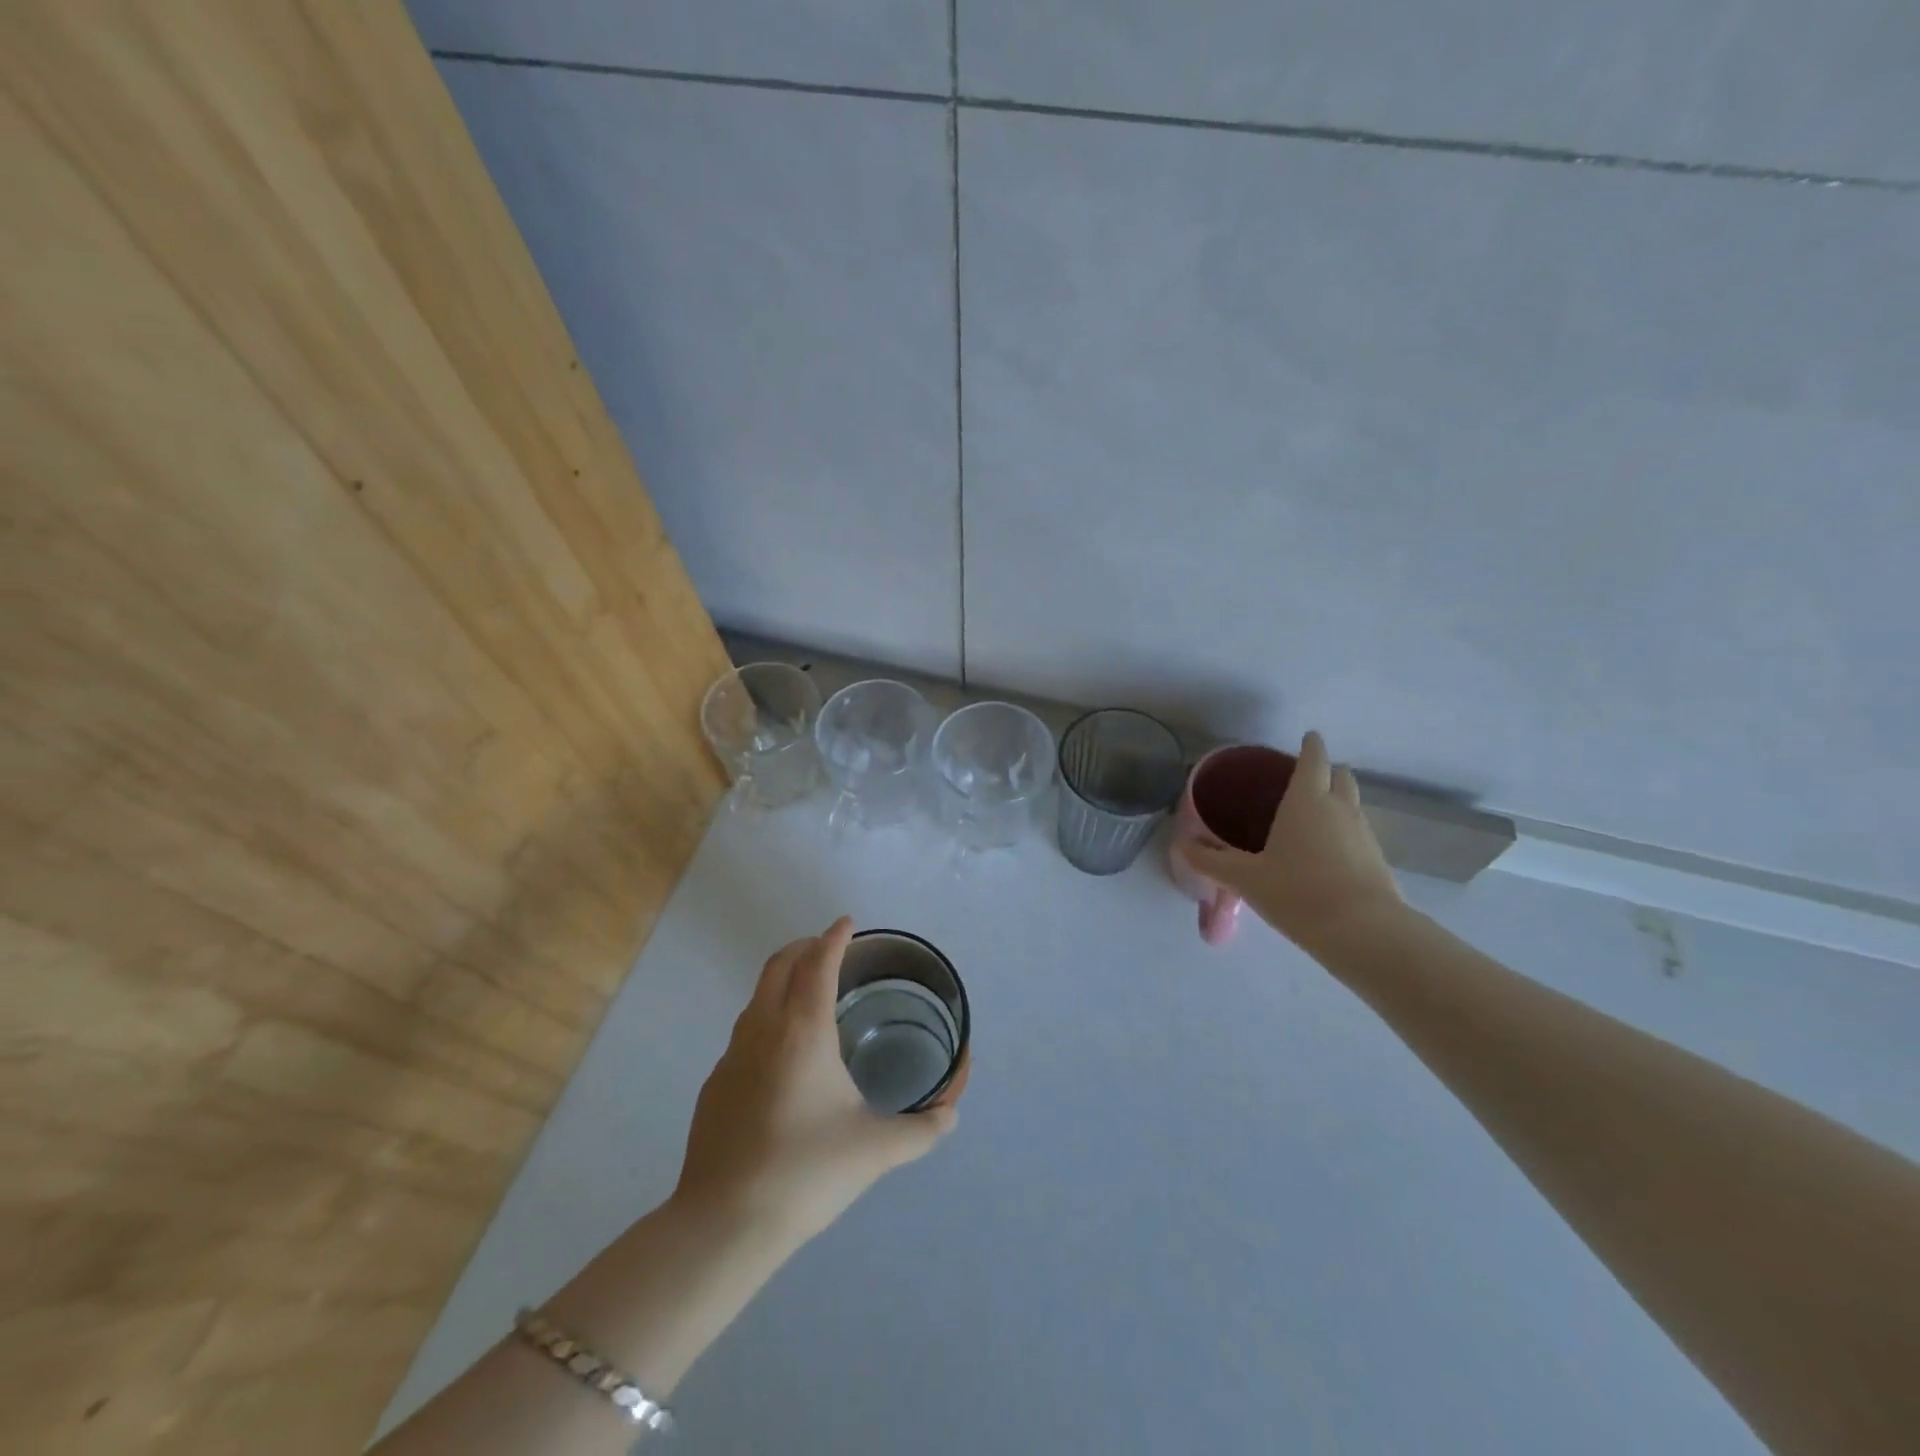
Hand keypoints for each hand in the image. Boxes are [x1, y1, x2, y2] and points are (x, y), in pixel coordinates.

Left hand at [674, 918, 957, 1246]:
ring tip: (808, 995)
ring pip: (757, 996)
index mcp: (803, 1030)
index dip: (835, 937)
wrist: (724, 1223)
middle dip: (804, 947)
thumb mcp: (875, 1150)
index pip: (818, 963)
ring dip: (782, 980)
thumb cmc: (806, 1172)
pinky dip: (766, 1019)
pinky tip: (781, 1056)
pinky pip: (744, 1032)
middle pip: (779, 965)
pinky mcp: (715, 1085)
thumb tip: (951, 1116)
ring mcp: (731, 1056)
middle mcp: (763, 1030)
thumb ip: (921, 1130)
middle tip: (829, 949)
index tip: (847, 923)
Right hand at [1181, 731, 1403, 951]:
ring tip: (1313, 817)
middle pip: (1341, 776)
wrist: (1363, 933)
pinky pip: (1359, 833)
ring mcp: (1364, 834)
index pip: (1313, 759)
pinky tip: (1328, 854)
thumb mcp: (1246, 878)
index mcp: (1306, 801)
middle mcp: (1340, 809)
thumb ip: (1212, 861)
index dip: (1311, 745)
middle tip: (1306, 779)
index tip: (1307, 738)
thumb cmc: (1297, 892)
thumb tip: (1181, 845)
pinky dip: (1345, 832)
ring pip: (1354, 804)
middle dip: (1328, 771)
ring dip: (1338, 801)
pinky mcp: (1378, 861)